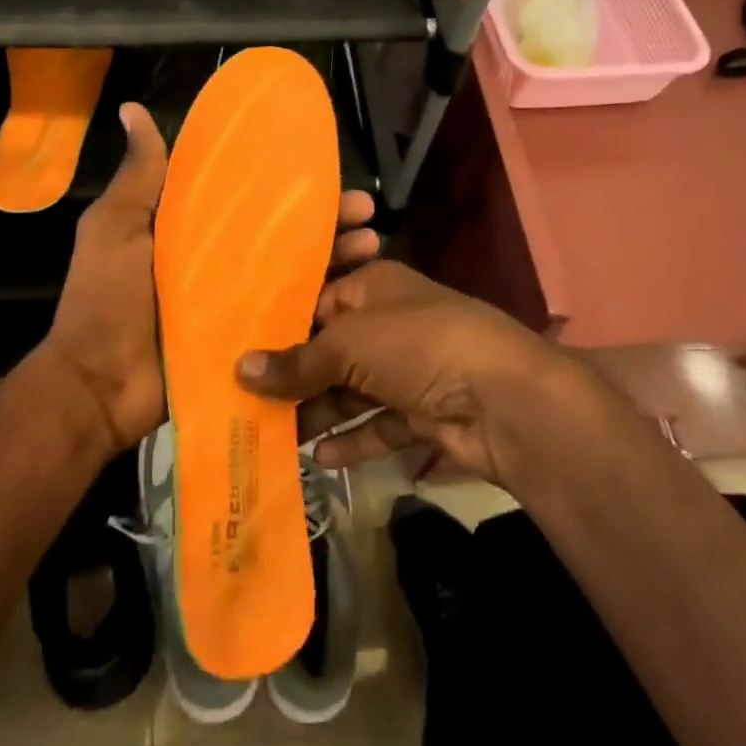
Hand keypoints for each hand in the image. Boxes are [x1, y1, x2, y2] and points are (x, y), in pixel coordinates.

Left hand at [40, 102, 382, 458]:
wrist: (98, 386)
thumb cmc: (105, 298)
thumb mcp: (115, 226)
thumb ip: (139, 175)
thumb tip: (132, 109)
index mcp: (193, 230)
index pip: (251, 198)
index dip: (287, 183)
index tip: (325, 167)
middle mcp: (222, 262)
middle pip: (284, 234)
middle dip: (327, 219)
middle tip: (365, 208)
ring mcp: (238, 304)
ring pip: (297, 273)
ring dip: (336, 259)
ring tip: (373, 243)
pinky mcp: (250, 342)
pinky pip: (291, 320)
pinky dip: (324, 308)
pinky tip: (361, 297)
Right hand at [235, 260, 571, 487]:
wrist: (506, 400)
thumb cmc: (418, 346)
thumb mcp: (349, 344)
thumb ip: (296, 362)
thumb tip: (239, 369)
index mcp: (374, 287)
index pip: (316, 302)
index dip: (280, 329)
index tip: (240, 354)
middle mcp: (390, 324)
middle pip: (332, 351)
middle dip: (295, 378)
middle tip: (247, 402)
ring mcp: (409, 370)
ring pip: (352, 391)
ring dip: (319, 413)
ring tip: (273, 436)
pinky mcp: (424, 412)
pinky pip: (379, 424)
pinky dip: (353, 440)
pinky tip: (320, 458)